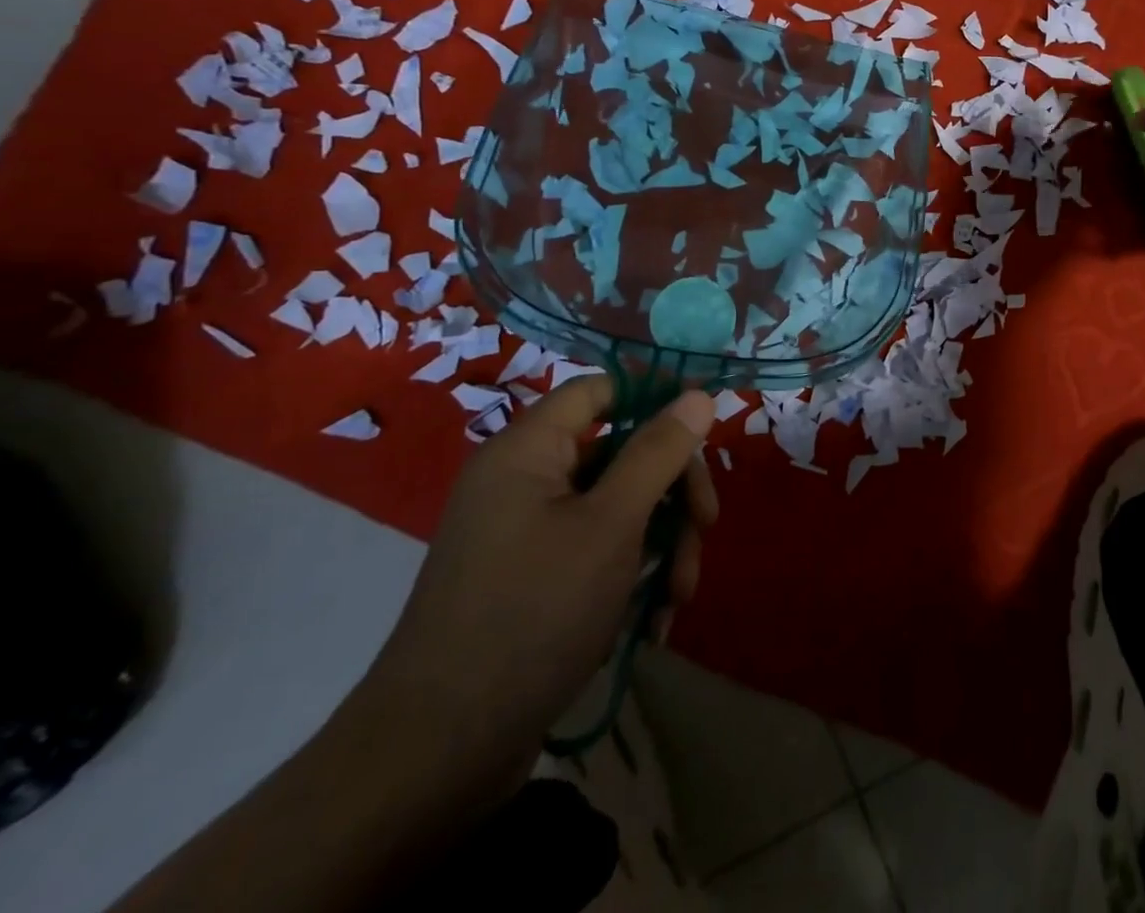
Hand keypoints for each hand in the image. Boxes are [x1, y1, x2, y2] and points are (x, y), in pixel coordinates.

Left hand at [342, 376, 718, 794]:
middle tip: (705, 526)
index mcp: (527, 450)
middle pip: (620, 450)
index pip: (600, 389)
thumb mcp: (612, 525)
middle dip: (672, 490)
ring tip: (678, 595)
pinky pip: (597, 549)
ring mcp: (527, 532)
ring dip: (660, 541)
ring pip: (617, 506)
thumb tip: (697, 394)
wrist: (438, 756)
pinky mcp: (533, 579)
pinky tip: (653, 618)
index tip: (706, 425)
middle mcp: (524, 481)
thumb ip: (658, 452)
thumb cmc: (532, 615)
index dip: (656, 395)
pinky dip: (631, 573)